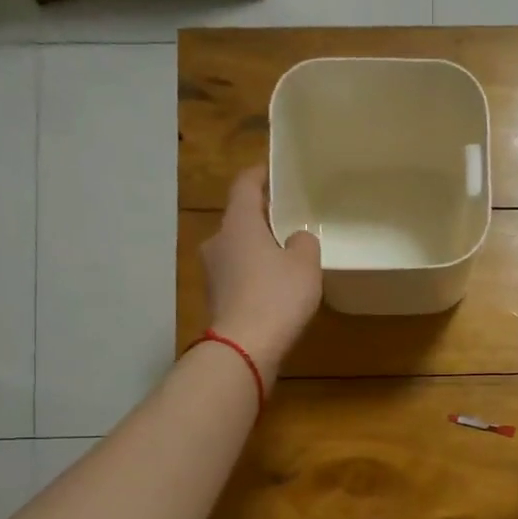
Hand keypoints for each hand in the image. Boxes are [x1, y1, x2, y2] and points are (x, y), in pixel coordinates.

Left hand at [201, 167, 321, 382]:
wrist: (243, 347)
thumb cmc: (277, 296)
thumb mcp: (305, 264)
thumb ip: (305, 242)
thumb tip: (296, 239)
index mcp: (238, 223)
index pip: (245, 184)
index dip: (260, 174)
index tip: (275, 171)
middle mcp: (218, 241)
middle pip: (240, 218)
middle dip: (262, 217)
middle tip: (289, 220)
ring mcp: (212, 271)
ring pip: (237, 249)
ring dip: (258, 248)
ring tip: (285, 257)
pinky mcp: (215, 298)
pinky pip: (237, 275)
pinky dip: (253, 275)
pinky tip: (273, 288)